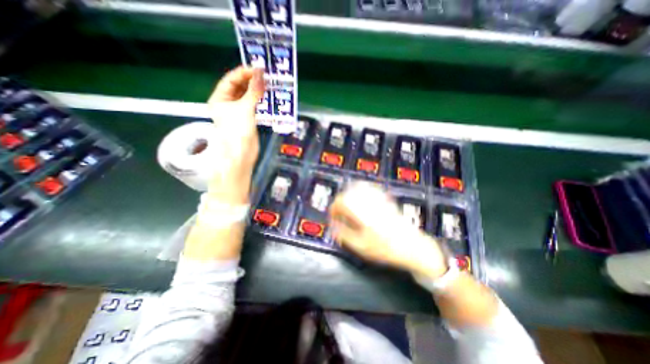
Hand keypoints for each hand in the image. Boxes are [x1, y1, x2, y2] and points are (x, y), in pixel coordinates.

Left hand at [207, 65, 264, 204]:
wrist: (241, 156)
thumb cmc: (237, 132)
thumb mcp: (245, 109)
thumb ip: (254, 91)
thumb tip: (261, 72)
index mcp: (219, 99)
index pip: (231, 80)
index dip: (243, 73)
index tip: (258, 69)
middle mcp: (226, 104)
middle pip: (238, 87)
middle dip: (251, 81)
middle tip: (266, 76)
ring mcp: (237, 112)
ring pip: (247, 96)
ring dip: (256, 90)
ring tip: (269, 84)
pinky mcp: (247, 120)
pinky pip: (253, 106)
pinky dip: (259, 101)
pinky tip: (267, 97)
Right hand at [328, 183, 449, 277]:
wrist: (412, 246)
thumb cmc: (385, 249)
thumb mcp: (361, 247)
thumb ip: (344, 235)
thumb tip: (333, 227)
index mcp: (362, 213)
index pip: (341, 202)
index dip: (333, 209)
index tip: (332, 217)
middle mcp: (369, 202)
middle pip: (348, 194)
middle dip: (340, 203)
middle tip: (339, 214)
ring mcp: (378, 199)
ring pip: (358, 189)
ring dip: (349, 197)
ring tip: (348, 208)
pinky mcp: (385, 200)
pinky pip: (369, 190)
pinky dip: (360, 193)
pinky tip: (360, 201)